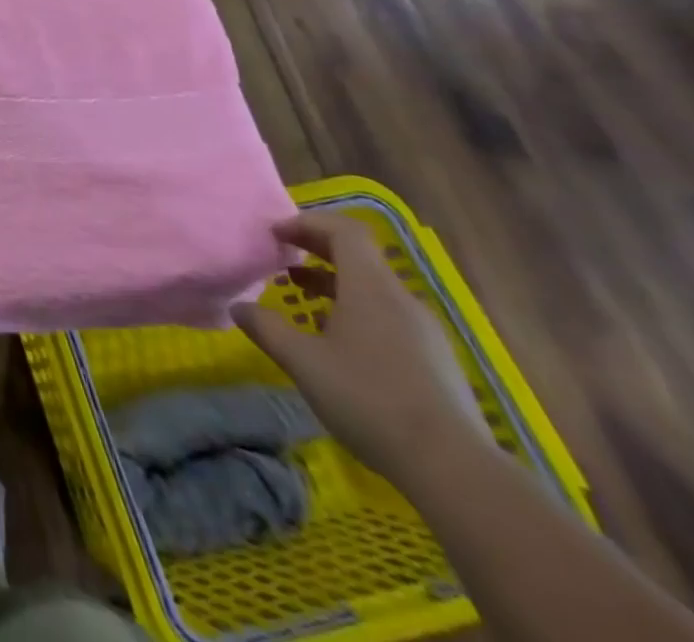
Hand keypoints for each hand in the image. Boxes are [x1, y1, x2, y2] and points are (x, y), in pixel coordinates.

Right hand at [231, 212, 490, 480]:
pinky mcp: (436, 361)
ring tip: (304, 301)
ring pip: (373, 289)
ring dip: (334, 283)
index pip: (343, 230)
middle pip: (359, 256)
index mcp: (370, 288)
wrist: (454, 470)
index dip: (307, 223)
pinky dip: (356, 311)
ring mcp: (424, 332)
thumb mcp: (302, 361)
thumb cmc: (369, 399)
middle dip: (316, 250)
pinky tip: (339, 343)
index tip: (275, 235)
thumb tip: (239, 306)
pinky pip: (389, 316)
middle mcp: (401, 300)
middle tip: (281, 261)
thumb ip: (265, 327)